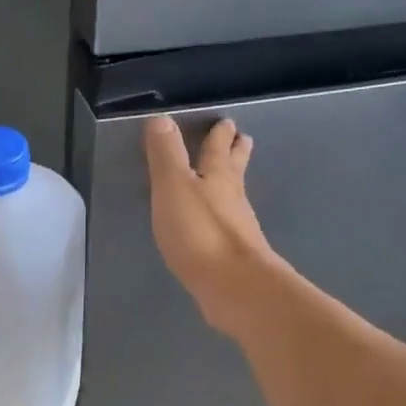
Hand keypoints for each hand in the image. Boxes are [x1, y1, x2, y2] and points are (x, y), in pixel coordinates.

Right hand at [144, 115, 280, 335]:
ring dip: (232, 185)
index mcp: (217, 177)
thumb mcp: (174, 187)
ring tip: (231, 180)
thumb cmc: (200, 233)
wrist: (233, 287)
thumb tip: (162, 118)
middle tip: (243, 140)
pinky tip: (220, 226)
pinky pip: (229, 228)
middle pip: (234, 170)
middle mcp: (233, 199)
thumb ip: (166, 155)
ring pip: (235, 198)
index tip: (227, 122)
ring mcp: (238, 230)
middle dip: (235, 154)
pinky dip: (225, 219)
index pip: (217, 149)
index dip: (220, 135)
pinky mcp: (235, 257)